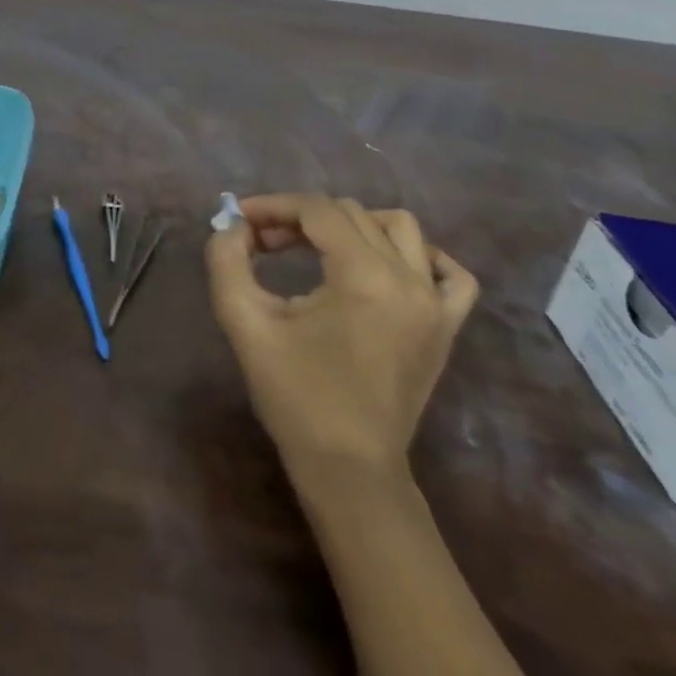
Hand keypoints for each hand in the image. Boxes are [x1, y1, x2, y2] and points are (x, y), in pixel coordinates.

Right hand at [206, 195, 478, 473]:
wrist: (349, 470)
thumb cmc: (295, 396)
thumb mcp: (244, 321)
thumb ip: (227, 260)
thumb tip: (234, 225)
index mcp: (363, 276)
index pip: (316, 210)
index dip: (273, 206)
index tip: (240, 218)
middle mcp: (407, 279)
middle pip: (350, 214)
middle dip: (301, 218)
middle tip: (264, 243)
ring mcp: (435, 304)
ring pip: (399, 228)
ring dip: (353, 225)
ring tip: (317, 248)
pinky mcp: (446, 328)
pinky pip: (449, 273)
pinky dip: (420, 256)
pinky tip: (386, 267)